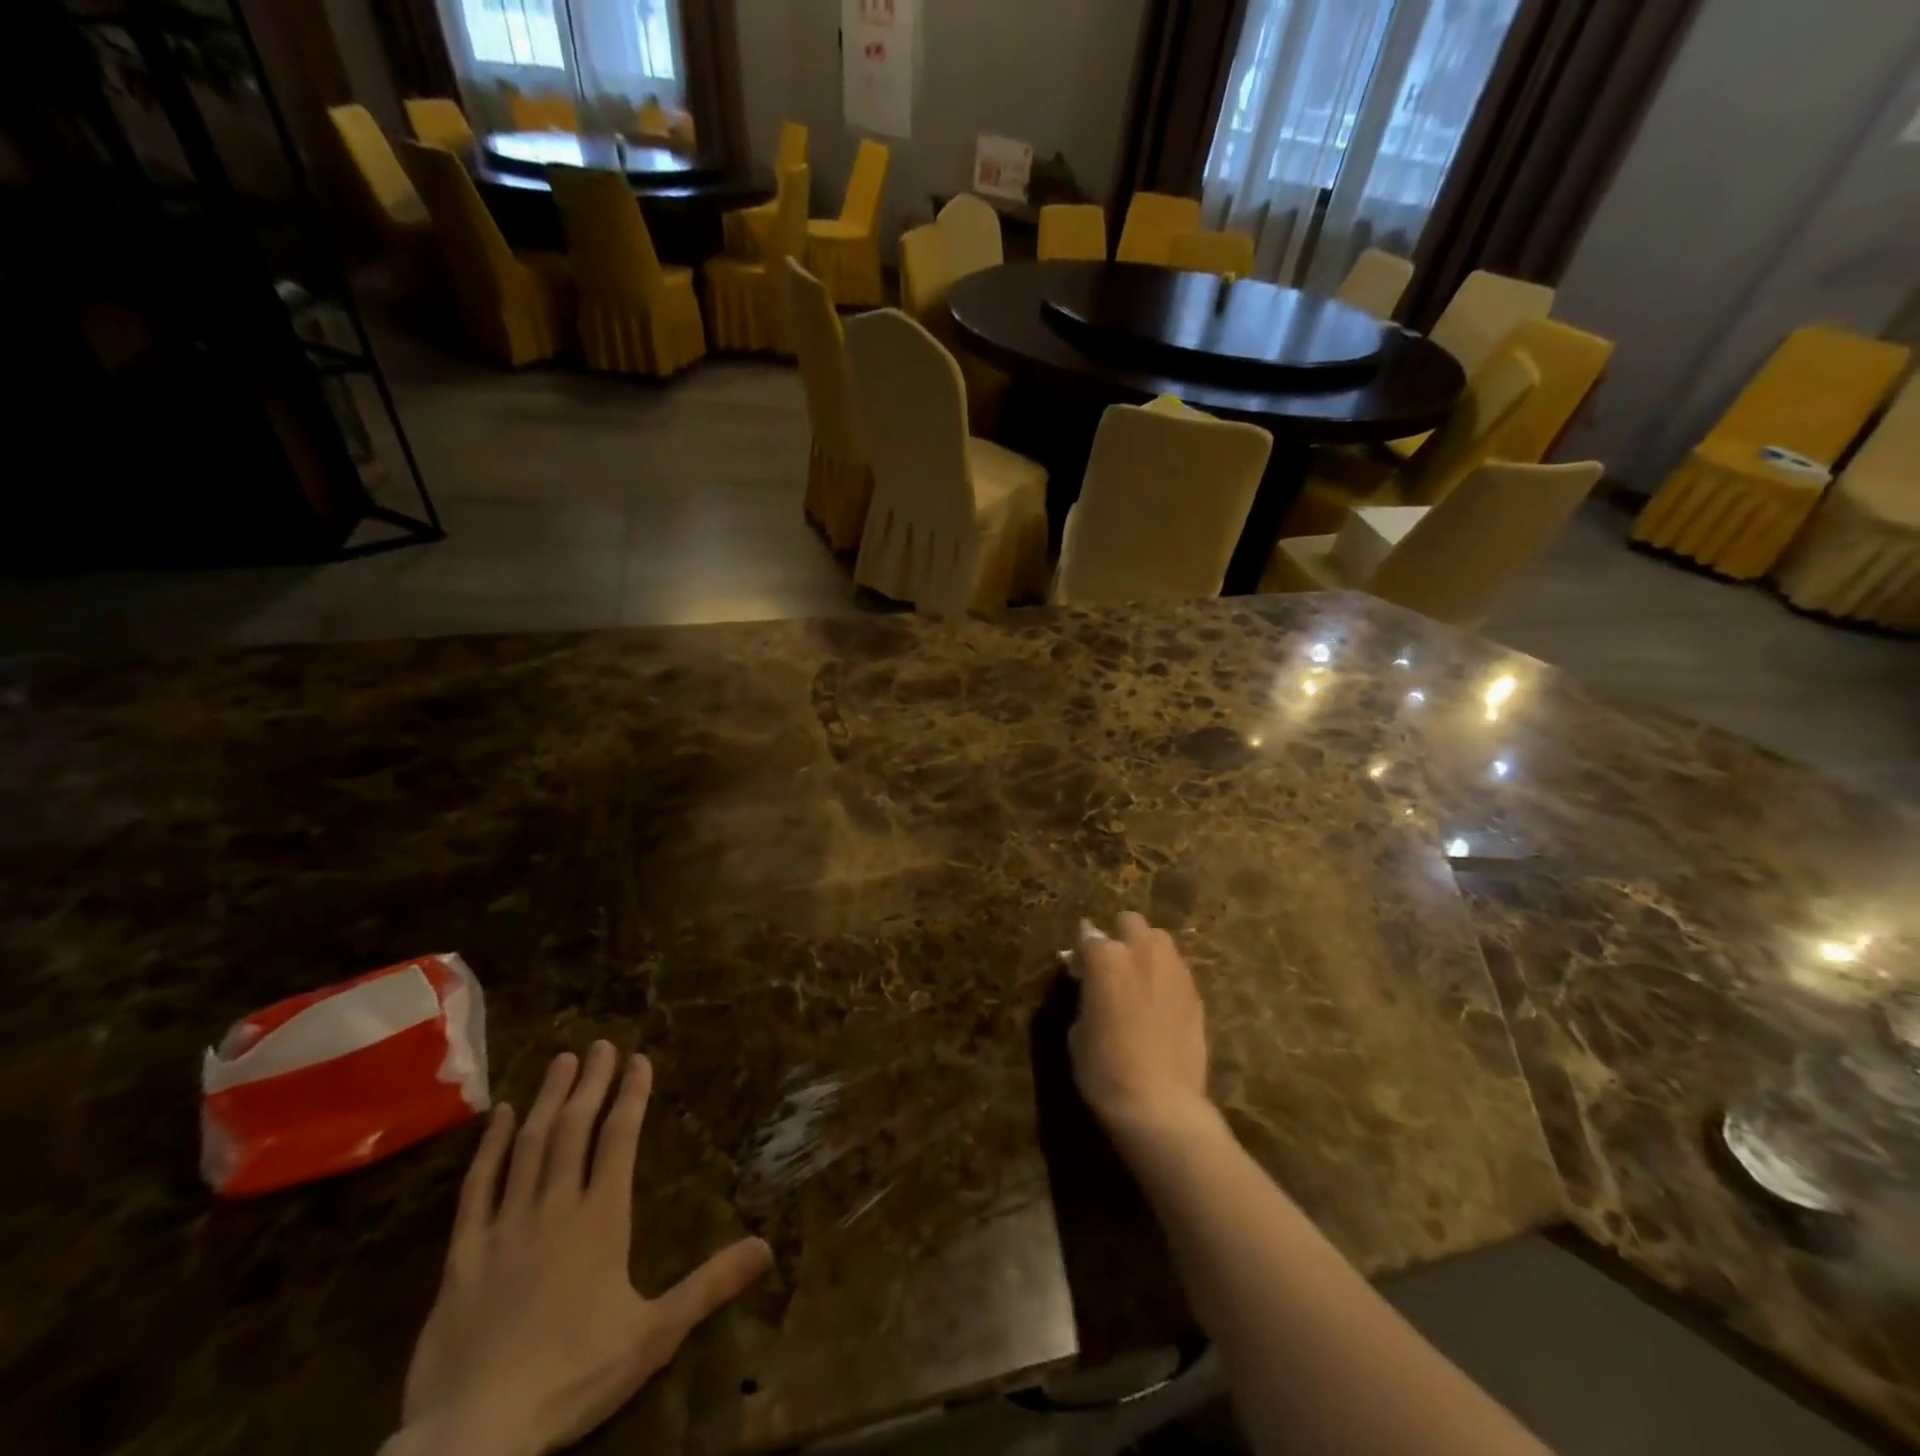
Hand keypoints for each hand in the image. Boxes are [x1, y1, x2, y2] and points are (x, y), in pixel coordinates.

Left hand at [386, 1043, 772, 1455]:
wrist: (474, 1435)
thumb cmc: (572, 1377)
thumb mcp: (655, 1334)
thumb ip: (710, 1285)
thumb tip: (766, 1246)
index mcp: (601, 1219)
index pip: (620, 1139)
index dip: (631, 1095)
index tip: (639, 1060)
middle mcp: (555, 1207)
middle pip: (575, 1129)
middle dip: (590, 1082)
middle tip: (600, 1044)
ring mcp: (505, 1226)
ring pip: (530, 1146)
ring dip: (548, 1099)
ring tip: (560, 1060)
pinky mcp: (463, 1254)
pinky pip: (477, 1188)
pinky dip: (490, 1147)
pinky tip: (499, 1116)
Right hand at [1068, 913, 1211, 1142]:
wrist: (1160, 1105)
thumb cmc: (1104, 1069)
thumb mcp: (1078, 1029)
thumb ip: (1084, 994)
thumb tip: (1087, 981)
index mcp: (1106, 957)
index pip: (1087, 935)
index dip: (1080, 952)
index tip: (1076, 970)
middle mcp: (1142, 952)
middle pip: (1130, 922)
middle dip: (1119, 936)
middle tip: (1111, 966)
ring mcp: (1175, 971)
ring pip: (1159, 941)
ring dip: (1146, 952)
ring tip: (1138, 982)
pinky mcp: (1196, 995)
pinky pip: (1177, 972)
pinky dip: (1165, 979)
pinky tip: (1159, 1006)